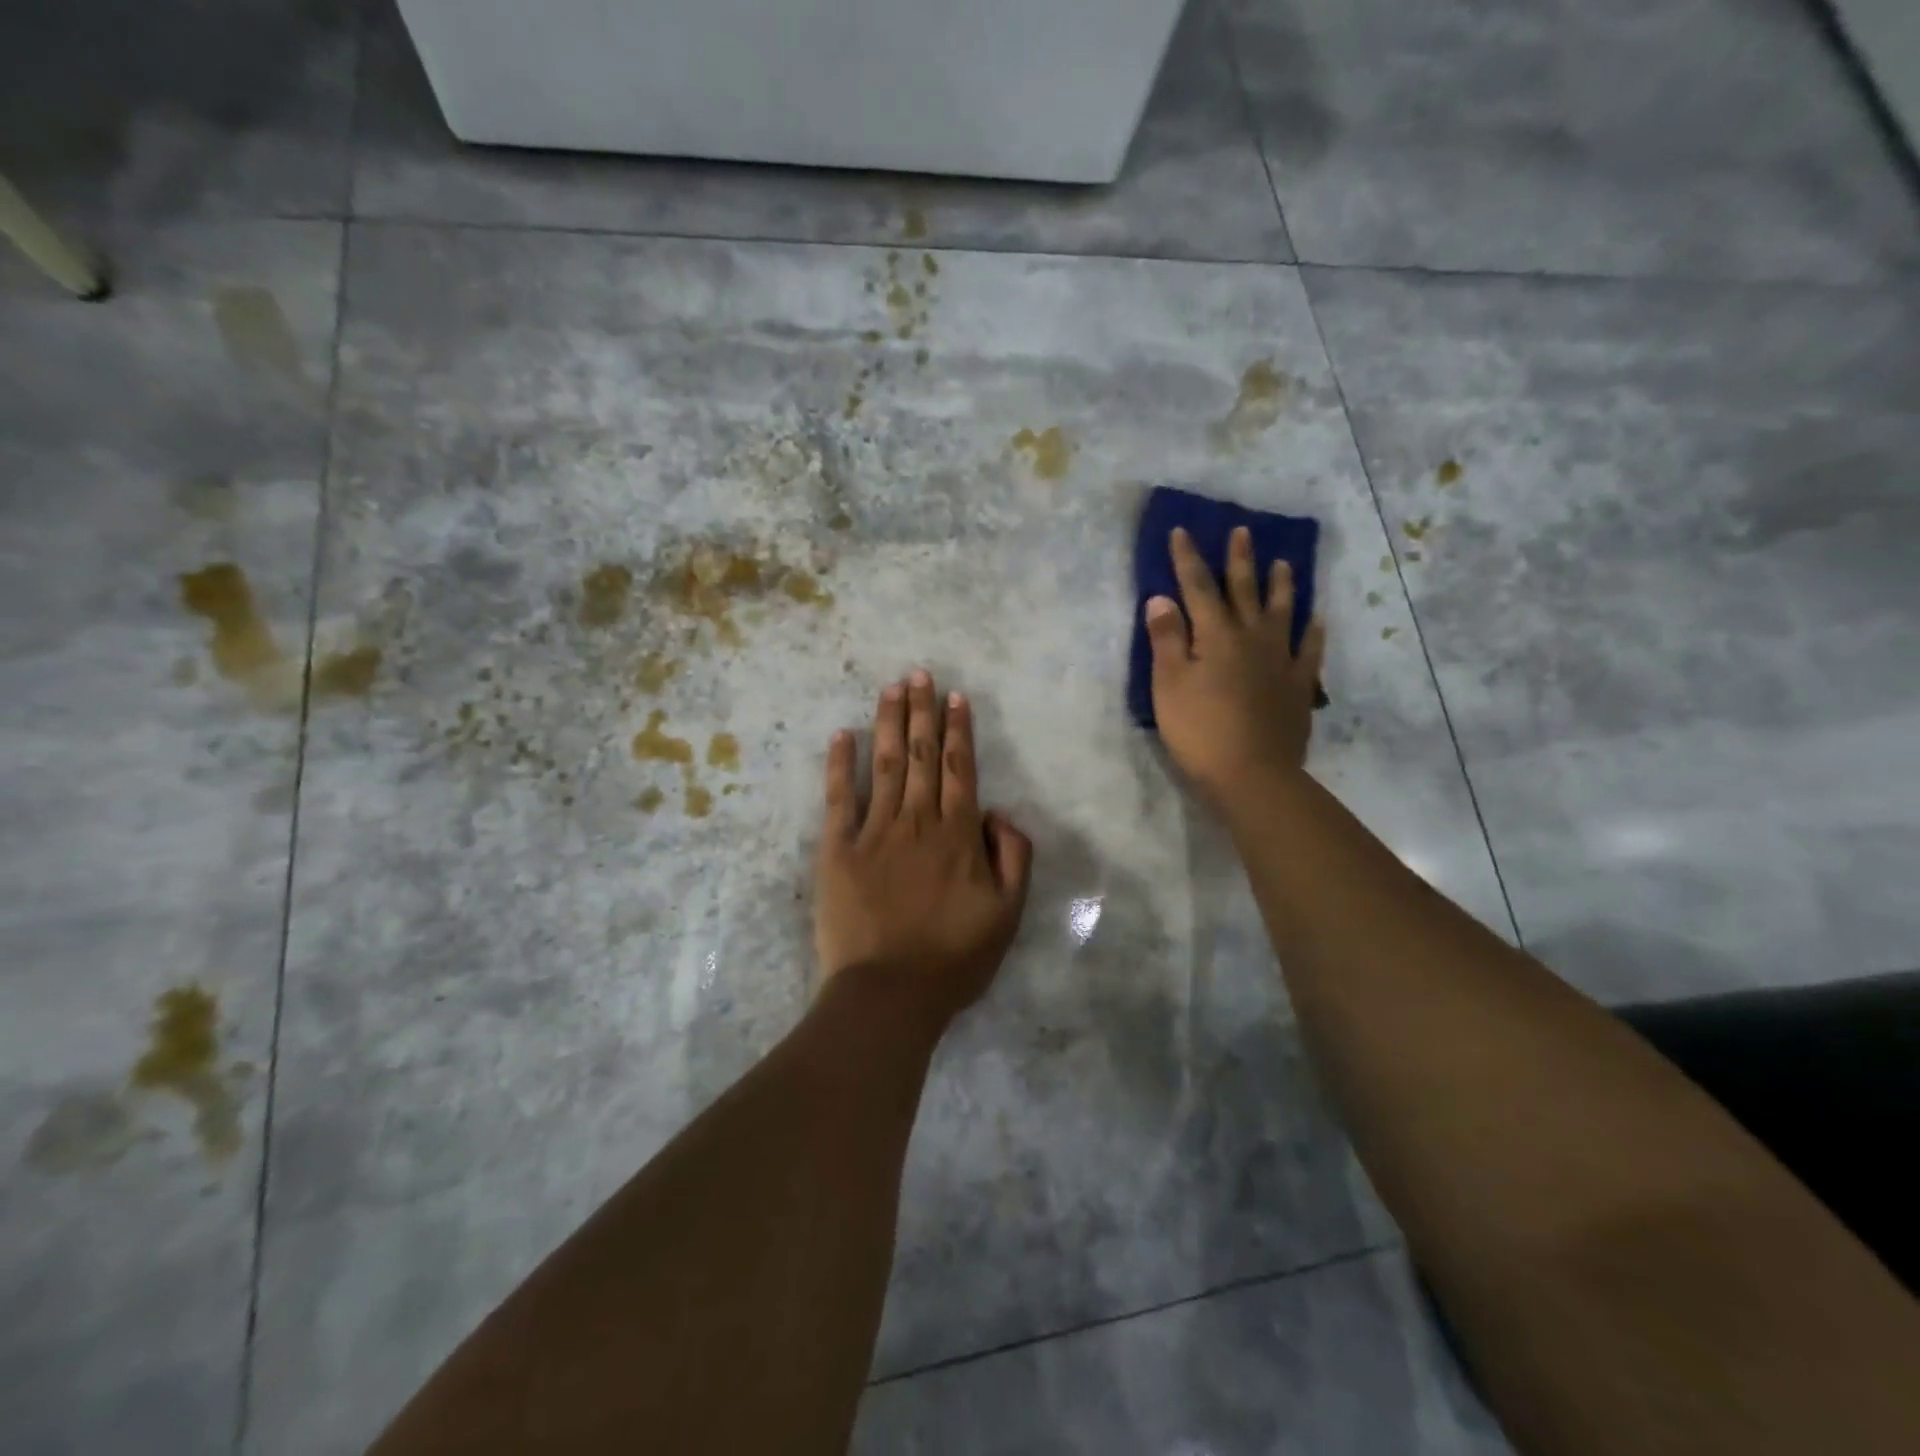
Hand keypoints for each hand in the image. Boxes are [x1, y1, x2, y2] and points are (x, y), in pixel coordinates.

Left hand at [814, 670, 1033, 1025]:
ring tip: (891, 687)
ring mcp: (874, 832)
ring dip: (888, 722)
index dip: (958, 729)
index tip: (954, 696)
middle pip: (920, 755)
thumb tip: (998, 813)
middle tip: (918, 673)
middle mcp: (917, 821)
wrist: (889, 994)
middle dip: (921, 711)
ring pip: (884, 765)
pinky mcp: (837, 849)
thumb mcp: (1008, 913)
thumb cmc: (954, 958)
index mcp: (958, 834)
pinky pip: (838, 798)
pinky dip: (839, 765)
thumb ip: (1013, 856)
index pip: (959, 768)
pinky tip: (841, 735)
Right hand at [1144, 525, 1326, 809]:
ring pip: (1282, 612)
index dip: (1187, 558)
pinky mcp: (1299, 685)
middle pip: (1244, 590)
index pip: (1197, 587)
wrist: (1252, 774)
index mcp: (1215, 635)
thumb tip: (1162, 598)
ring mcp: (1280, 660)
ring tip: (1284, 563)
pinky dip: (1313, 631)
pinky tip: (1317, 619)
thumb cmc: (1200, 730)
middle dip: (1239, 560)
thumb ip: (1166, 640)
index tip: (1182, 531)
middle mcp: (1251, 638)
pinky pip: (1310, 650)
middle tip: (1242, 531)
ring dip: (1281, 585)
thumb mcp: (1169, 685)